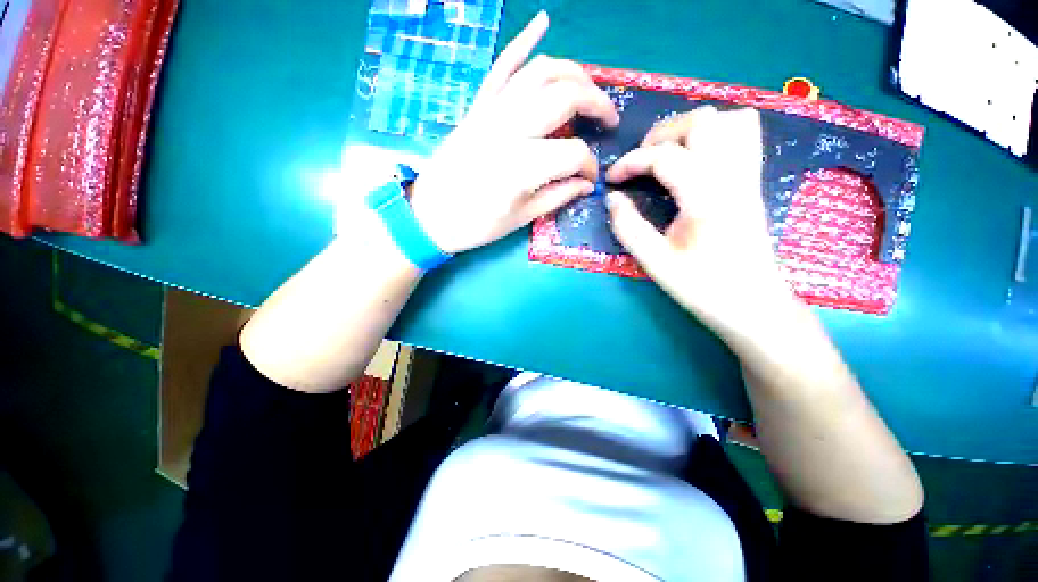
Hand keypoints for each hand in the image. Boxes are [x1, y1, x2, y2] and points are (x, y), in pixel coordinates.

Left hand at [410, 11, 619, 253]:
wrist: (428, 218)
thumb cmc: (474, 226)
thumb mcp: (519, 220)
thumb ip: (556, 197)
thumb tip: (585, 184)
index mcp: (522, 166)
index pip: (573, 153)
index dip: (589, 166)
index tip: (589, 180)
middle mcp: (509, 130)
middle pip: (564, 97)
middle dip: (596, 104)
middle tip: (607, 120)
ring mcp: (490, 113)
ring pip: (539, 72)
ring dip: (572, 73)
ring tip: (588, 89)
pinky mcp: (476, 109)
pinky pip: (500, 67)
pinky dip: (522, 42)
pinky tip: (541, 22)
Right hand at [605, 106, 796, 340]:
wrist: (754, 306)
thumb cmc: (703, 288)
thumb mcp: (656, 263)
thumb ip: (629, 227)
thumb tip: (612, 199)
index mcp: (707, 198)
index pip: (665, 157)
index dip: (630, 162)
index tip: (610, 179)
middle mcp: (733, 177)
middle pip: (704, 121)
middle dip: (662, 134)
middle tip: (640, 162)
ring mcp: (749, 177)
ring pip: (730, 121)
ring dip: (692, 130)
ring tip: (667, 155)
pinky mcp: (753, 184)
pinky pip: (744, 138)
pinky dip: (715, 137)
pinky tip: (695, 162)